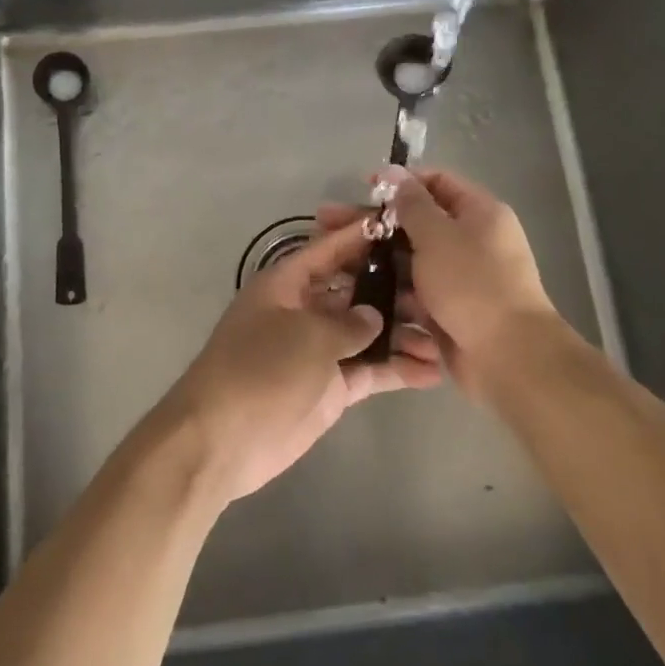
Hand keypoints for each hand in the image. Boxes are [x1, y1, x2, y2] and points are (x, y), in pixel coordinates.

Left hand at [156, 218, 442, 503]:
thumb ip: (349, 322)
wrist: (223, 440)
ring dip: (402, 334)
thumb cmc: (261, 369)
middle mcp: (304, 310)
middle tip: (439, 290)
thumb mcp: (308, 335)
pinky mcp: (331, 387)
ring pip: (367, 332)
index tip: (403, 225)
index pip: (330, 249)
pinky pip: (369, 371)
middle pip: (355, 290)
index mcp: (287, 283)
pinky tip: (432, 372)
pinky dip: (396, 370)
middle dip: (394, 289)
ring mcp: (319, 350)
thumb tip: (376, 317)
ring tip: (442, 337)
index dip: (363, 236)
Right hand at [318, 167, 560, 400]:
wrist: (508, 356)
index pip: (437, 181)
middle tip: (329, 223)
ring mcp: (461, 277)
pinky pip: (416, 292)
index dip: (400, 182)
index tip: (364, 189)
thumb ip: (412, 203)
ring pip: (412, 260)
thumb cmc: (472, 284)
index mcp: (480, 213)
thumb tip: (394, 171)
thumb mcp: (438, 235)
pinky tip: (356, 292)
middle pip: (418, 222)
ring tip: (336, 261)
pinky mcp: (450, 309)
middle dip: (376, 223)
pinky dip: (392, 291)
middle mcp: (473, 240)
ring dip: (378, 260)